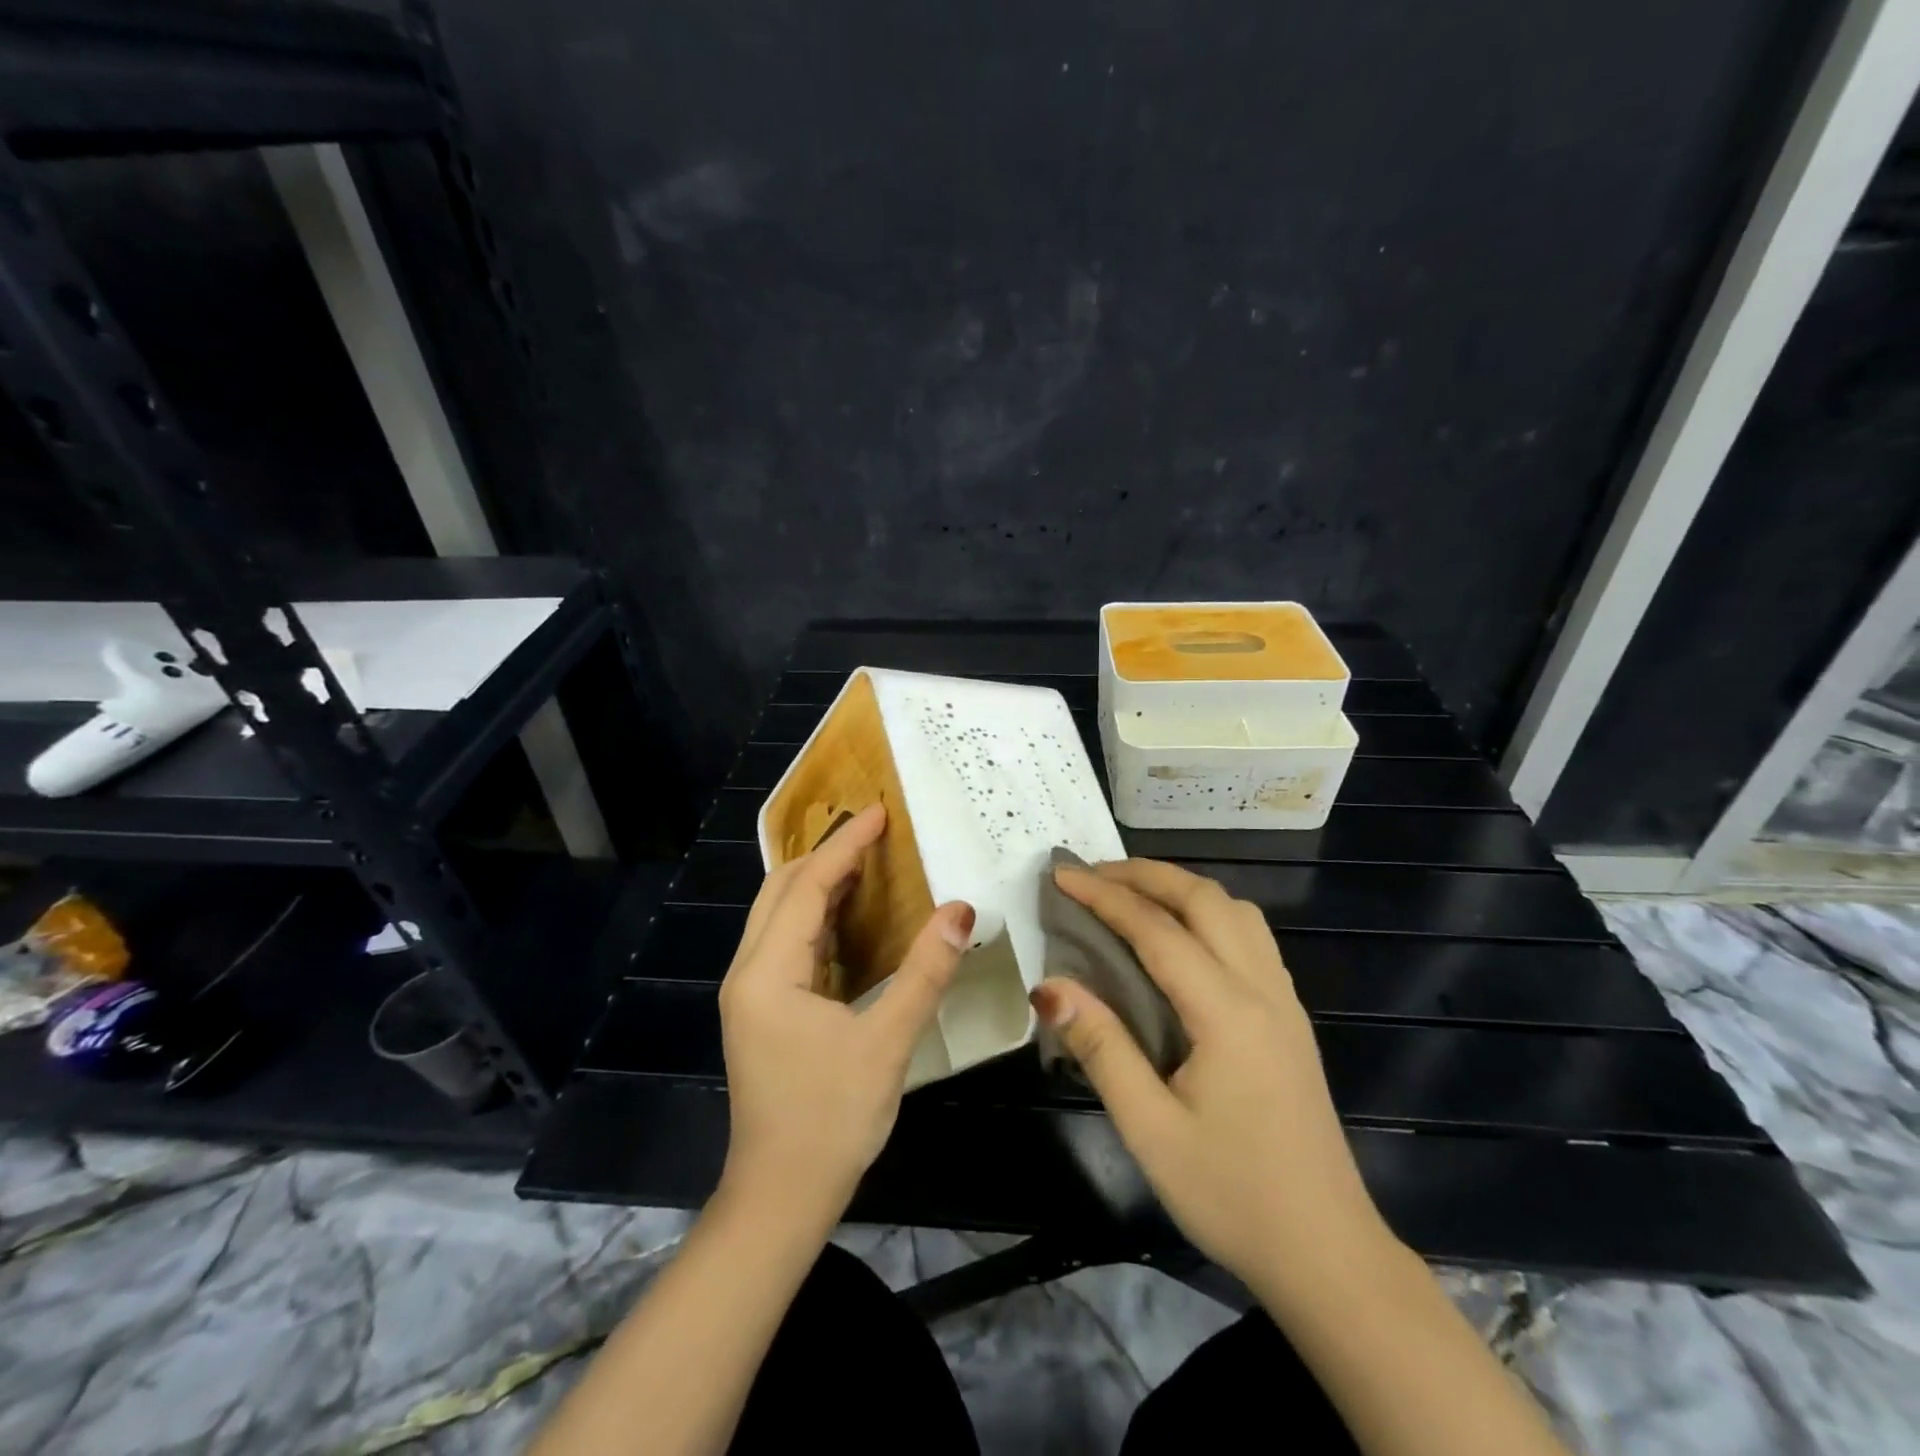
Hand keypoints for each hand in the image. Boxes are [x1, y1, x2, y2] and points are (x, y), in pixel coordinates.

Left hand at [717, 803, 973, 1230]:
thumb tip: (960, 910)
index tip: (879, 812)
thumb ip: (924, 972)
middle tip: (874, 832)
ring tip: (866, 860)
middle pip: (781, 890)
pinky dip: (817, 917)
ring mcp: (751, 993)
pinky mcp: (763, 1010)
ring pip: (780, 915)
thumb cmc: (831, 1120)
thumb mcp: (888, 1043)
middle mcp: (749, 972)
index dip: (845, 845)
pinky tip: (851, 916)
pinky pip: (787, 943)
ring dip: (819, 883)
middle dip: (826, 854)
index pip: (806, 886)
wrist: (781, 1198)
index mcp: (768, 972)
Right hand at [1036, 859, 1392, 1296]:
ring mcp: (1284, 1001)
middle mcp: (1262, 989)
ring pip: (1236, 911)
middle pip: (1206, 900)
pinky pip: (1250, 937)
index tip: (1062, 876)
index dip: (1105, 896)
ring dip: (1182, 888)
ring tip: (1133, 895)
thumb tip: (1050, 985)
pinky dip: (1209, 913)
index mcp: (1227, 1012)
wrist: (1328, 1255)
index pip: (1157, 930)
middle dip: (1146, 875)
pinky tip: (1183, 938)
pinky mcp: (1291, 1018)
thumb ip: (1101, 1048)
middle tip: (1093, 874)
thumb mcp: (1150, 1130)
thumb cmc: (1233, 1195)